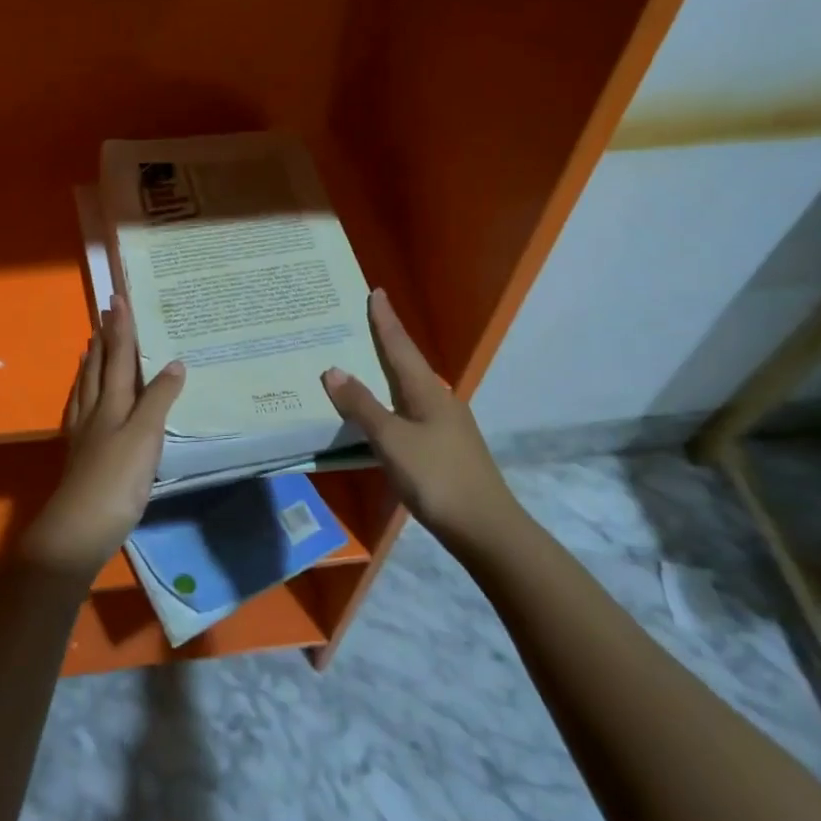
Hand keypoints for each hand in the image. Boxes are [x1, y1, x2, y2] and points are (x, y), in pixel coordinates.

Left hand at [25, 295, 185, 577]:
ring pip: (86, 387)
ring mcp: (84, 433)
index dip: (120, 329)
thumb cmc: (117, 480)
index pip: (118, 357)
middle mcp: (95, 411)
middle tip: (104, 314)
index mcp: (112, 403)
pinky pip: (80, 410)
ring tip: (90, 345)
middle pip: (98, 367)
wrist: (79, 529)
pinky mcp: (80, 455)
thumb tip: (175, 362)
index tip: (117, 299)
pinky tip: (84, 400)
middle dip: (104, 339)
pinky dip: (83, 394)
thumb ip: (159, 399)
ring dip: (91, 363)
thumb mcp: (146, 436)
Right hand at [321, 289, 515, 546]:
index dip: (386, 320)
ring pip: (410, 388)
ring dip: (388, 373)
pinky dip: (392, 401)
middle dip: (387, 341)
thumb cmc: (437, 477)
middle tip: (362, 322)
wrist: (487, 529)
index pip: (400, 346)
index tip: (377, 291)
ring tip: (365, 363)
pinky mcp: (445, 448)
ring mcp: (445, 425)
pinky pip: (411, 411)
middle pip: (408, 363)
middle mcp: (439, 400)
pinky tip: (382, 413)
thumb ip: (362, 407)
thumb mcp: (392, 440)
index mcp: (427, 390)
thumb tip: (333, 370)